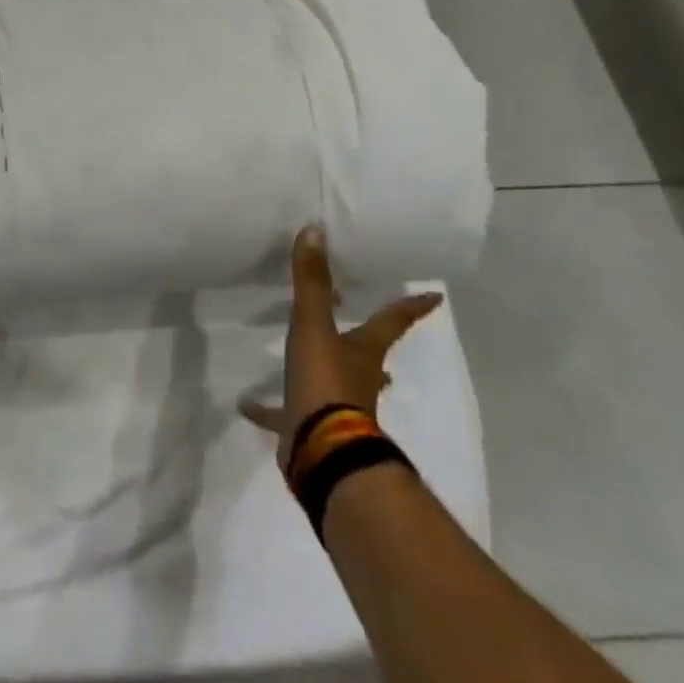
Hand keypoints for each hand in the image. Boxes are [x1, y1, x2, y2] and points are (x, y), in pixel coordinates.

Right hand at [241, 226, 441, 470]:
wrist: (323, 451)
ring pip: (335, 384)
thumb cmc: (326, 383)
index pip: (391, 321)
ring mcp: (338, 406)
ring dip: (327, 372)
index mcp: (364, 352)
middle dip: (367, 344)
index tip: (435, 298)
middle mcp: (358, 378)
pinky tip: (247, 404)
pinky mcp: (311, 427)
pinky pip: (288, 412)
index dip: (410, 307)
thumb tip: (315, 231)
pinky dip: (271, 407)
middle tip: (364, 330)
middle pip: (367, 356)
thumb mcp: (313, 327)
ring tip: (310, 361)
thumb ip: (311, 283)